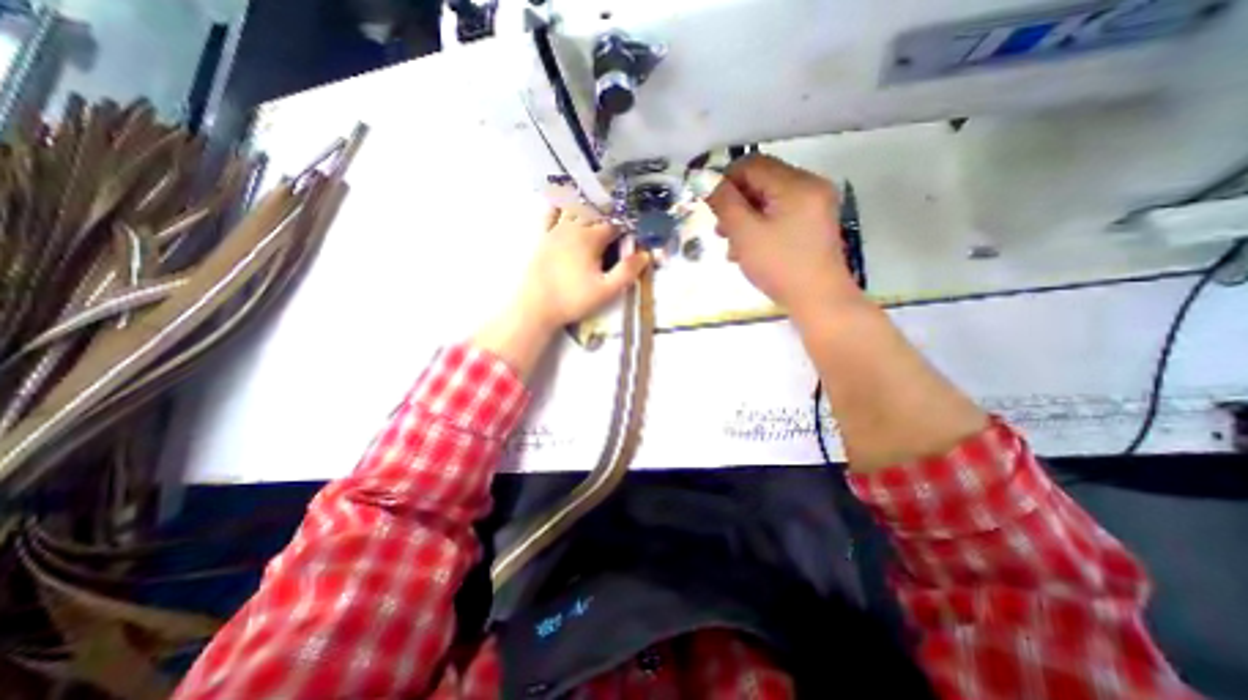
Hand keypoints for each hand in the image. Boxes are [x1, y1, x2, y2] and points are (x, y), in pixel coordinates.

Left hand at [516, 204, 652, 331]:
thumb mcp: (606, 291)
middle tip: (616, 222)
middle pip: (595, 213)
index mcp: (591, 239)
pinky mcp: (542, 238)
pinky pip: (550, 214)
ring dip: (587, 206)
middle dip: (608, 215)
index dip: (626, 227)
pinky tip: (562, 202)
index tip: (632, 233)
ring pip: (574, 208)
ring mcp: (555, 231)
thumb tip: (645, 254)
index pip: (613, 225)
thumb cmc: (573, 300)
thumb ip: (627, 272)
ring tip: (595, 208)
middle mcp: (573, 228)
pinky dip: (558, 206)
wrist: (536, 307)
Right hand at [705, 155, 863, 315]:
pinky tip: (749, 249)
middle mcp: (810, 186)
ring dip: (745, 218)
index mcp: (797, 184)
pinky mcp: (814, 223)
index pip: (752, 164)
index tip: (710, 206)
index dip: (726, 180)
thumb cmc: (780, 267)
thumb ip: (724, 203)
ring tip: (732, 246)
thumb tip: (705, 180)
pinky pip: (781, 214)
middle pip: (762, 181)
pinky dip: (761, 226)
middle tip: (720, 231)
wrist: (819, 301)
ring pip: (769, 200)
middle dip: (736, 204)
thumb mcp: (745, 234)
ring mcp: (815, 205)